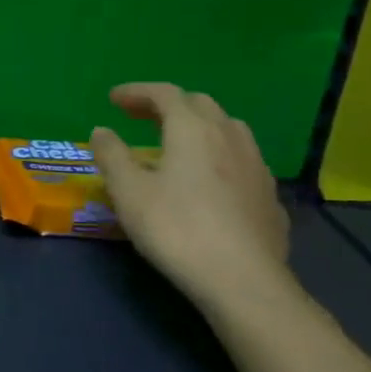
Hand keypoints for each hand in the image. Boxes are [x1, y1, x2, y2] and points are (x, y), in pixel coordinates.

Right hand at [89, 83, 291, 309]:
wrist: (242, 280)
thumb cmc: (175, 227)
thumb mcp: (127, 190)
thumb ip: (112, 155)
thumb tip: (102, 131)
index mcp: (192, 129)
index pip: (165, 94)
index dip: (137, 92)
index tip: (113, 99)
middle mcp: (229, 137)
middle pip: (200, 105)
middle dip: (168, 104)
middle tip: (140, 116)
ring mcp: (256, 167)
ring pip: (228, 129)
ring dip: (198, 126)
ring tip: (176, 143)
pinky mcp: (269, 197)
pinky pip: (241, 161)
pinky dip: (218, 156)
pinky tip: (207, 181)